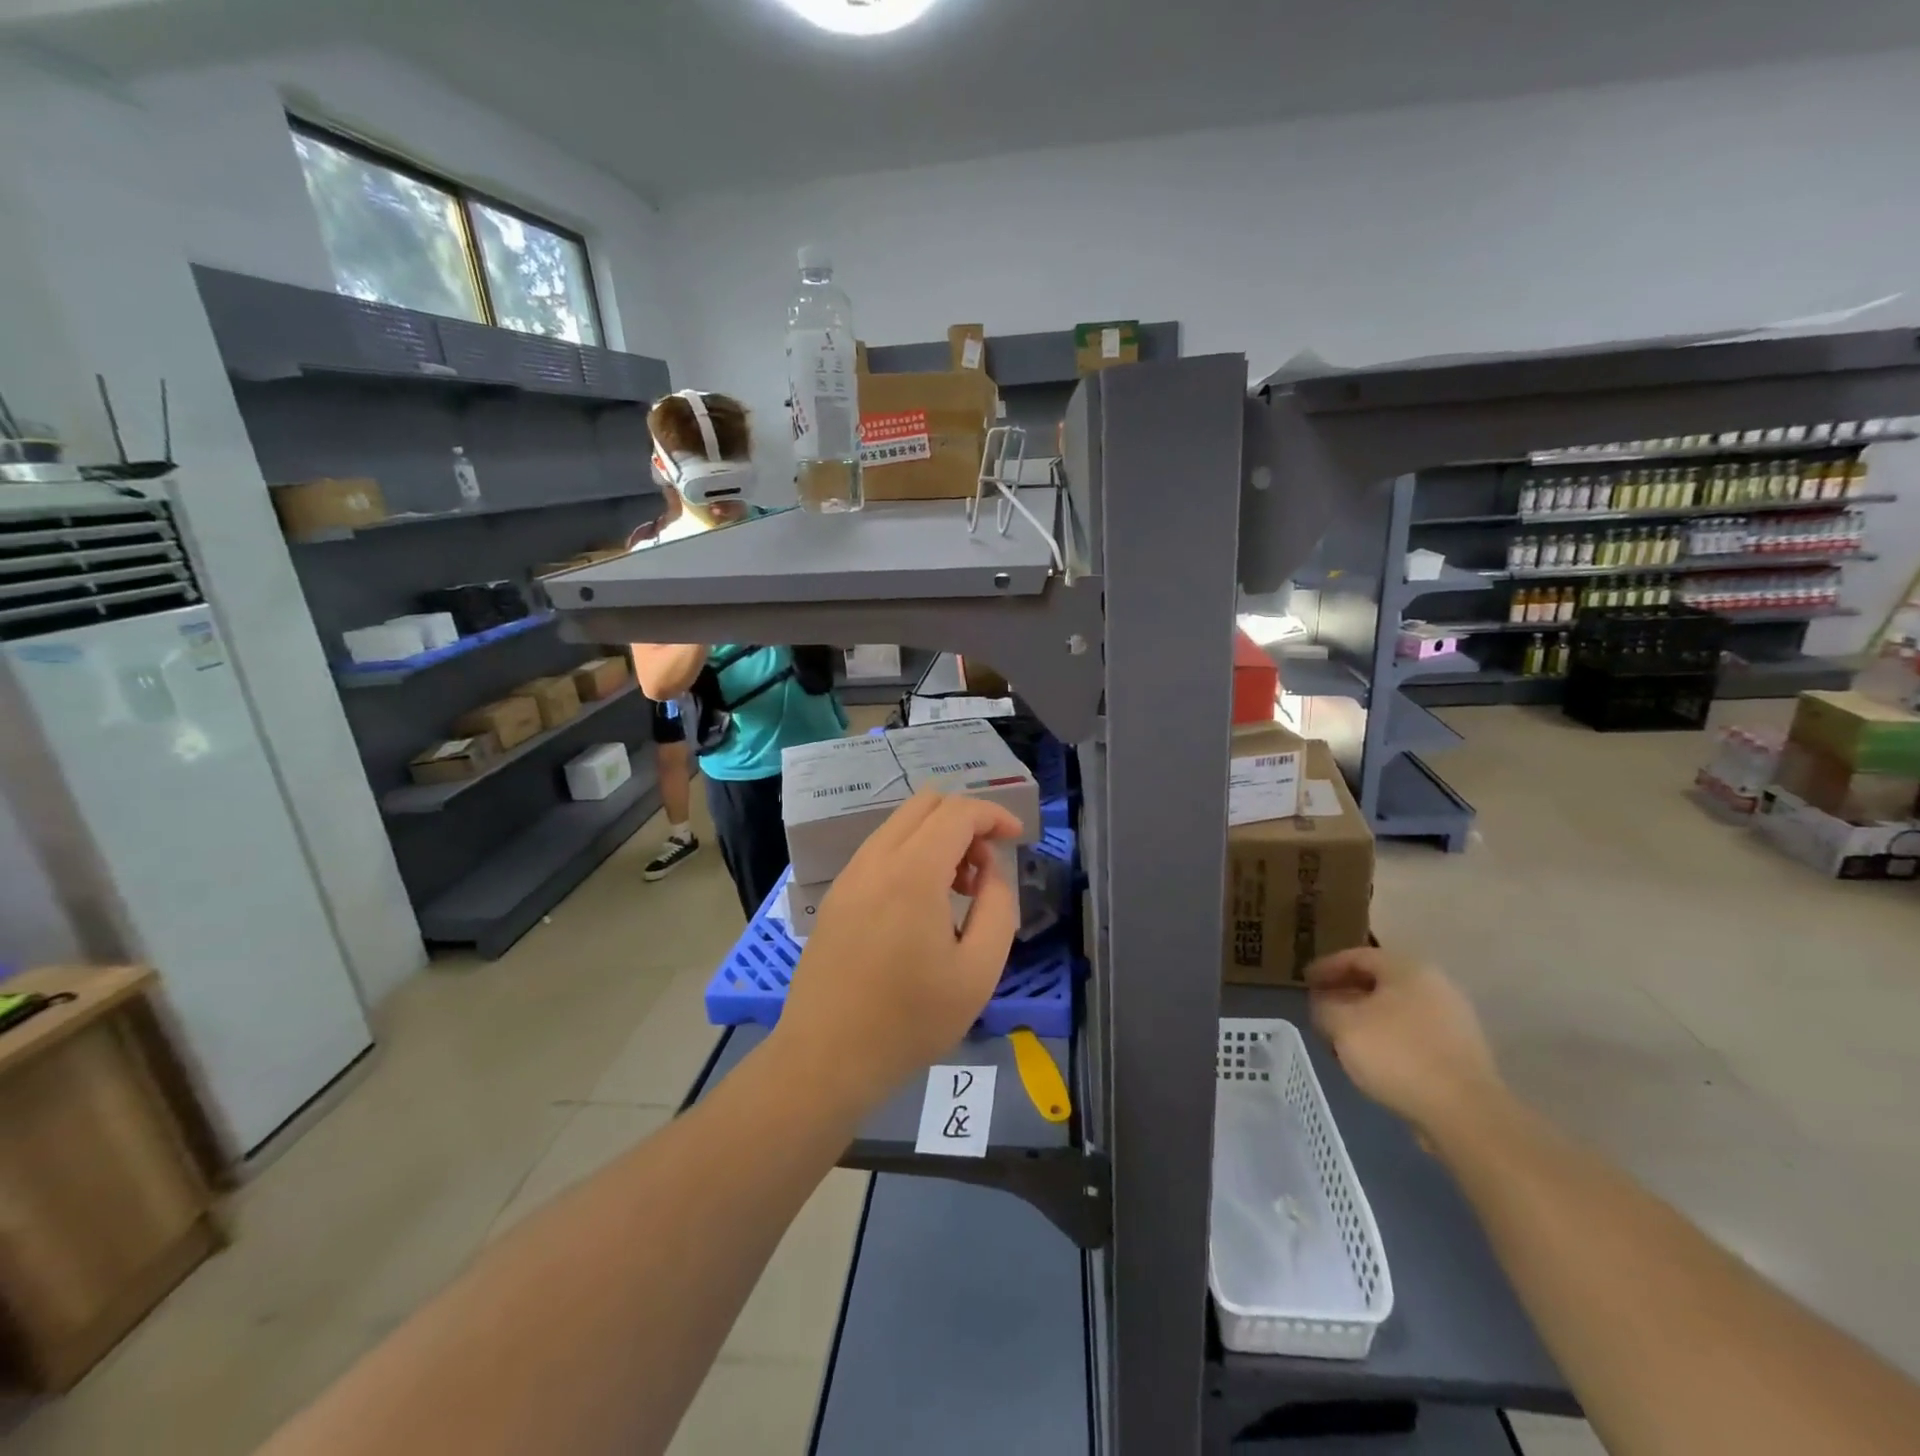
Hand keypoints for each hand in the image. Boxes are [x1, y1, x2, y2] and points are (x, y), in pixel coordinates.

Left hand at [773, 790, 1021, 1116]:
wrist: (826, 1057)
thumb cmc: (910, 1020)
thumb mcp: (978, 972)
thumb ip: (998, 908)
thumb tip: (991, 871)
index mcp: (913, 872)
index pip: (958, 812)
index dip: (994, 815)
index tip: (1018, 838)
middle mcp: (876, 860)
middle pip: (925, 803)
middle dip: (965, 820)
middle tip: (985, 867)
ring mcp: (850, 875)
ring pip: (900, 824)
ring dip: (937, 836)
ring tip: (958, 889)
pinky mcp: (837, 895)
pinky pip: (880, 849)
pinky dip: (911, 853)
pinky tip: (922, 903)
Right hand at [1306, 947, 1503, 1137]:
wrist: (1465, 1113)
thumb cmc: (1397, 1054)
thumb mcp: (1343, 1025)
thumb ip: (1324, 1007)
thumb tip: (1323, 1004)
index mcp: (1408, 969)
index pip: (1357, 956)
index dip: (1326, 967)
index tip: (1303, 981)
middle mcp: (1435, 986)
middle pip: (1379, 982)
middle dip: (1345, 994)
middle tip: (1320, 1008)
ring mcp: (1452, 1021)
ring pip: (1395, 1010)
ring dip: (1364, 1019)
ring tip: (1341, 1037)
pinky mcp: (1460, 1053)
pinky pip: (1412, 1035)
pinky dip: (1386, 1039)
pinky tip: (1370, 1059)